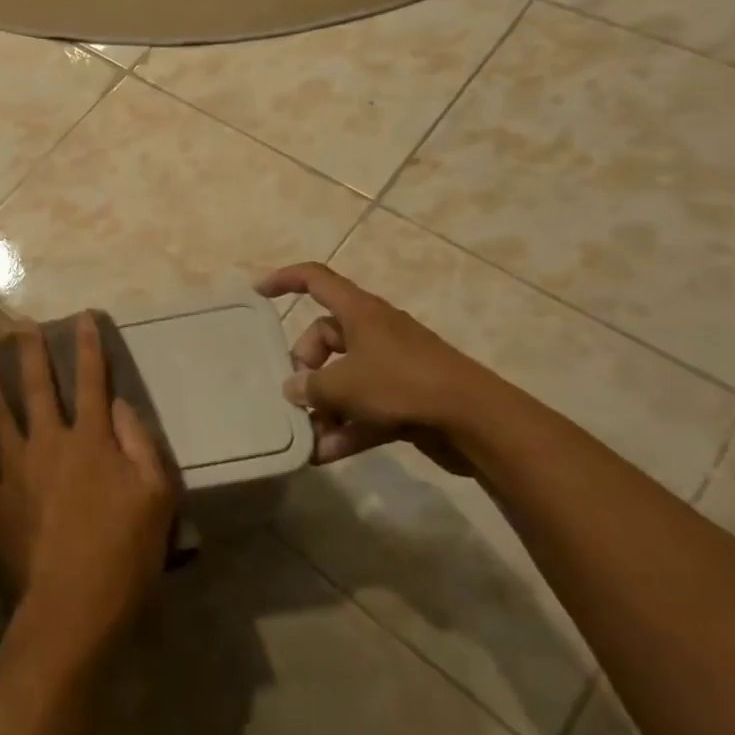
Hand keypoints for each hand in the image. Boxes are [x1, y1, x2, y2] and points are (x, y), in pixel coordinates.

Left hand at [0, 316, 174, 665]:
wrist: (74, 605)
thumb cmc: (125, 552)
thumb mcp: (156, 495)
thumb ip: (140, 443)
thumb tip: (120, 404)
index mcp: (91, 440)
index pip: (92, 382)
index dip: (88, 347)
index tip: (81, 317)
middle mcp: (49, 442)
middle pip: (38, 387)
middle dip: (29, 352)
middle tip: (16, 324)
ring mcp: (16, 469)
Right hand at [256, 262, 512, 472]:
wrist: (475, 420)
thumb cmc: (403, 384)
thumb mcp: (345, 384)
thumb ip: (312, 386)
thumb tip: (294, 389)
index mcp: (360, 312)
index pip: (316, 279)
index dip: (285, 280)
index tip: (258, 292)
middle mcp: (375, 332)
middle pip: (325, 336)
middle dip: (306, 365)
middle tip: (297, 393)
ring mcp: (392, 366)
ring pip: (345, 377)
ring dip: (324, 406)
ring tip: (306, 434)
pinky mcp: (406, 399)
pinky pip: (365, 408)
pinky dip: (346, 428)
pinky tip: (325, 455)